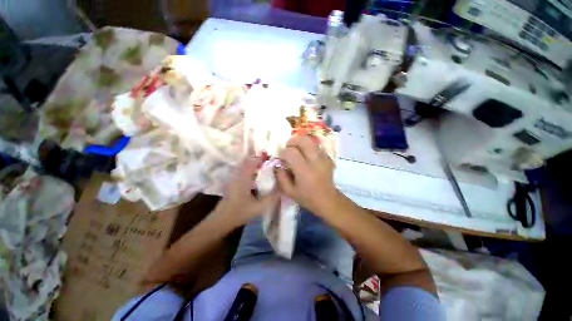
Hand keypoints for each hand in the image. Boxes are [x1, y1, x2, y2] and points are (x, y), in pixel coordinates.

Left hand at [215, 157, 278, 225]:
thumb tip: (282, 191)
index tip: (270, 159)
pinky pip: (241, 171)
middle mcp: (237, 176)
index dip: (260, 159)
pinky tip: (254, 176)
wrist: (221, 220)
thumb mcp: (258, 208)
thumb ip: (271, 199)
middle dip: (257, 160)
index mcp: (243, 179)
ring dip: (252, 164)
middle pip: (246, 162)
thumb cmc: (240, 213)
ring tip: (263, 168)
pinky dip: (248, 170)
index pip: (251, 163)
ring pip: (243, 166)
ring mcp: (233, 179)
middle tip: (267, 163)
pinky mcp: (232, 183)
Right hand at [276, 135, 340, 214]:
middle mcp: (315, 161)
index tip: (281, 158)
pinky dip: (309, 148)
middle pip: (303, 140)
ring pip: (311, 141)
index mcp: (304, 171)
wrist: (328, 200)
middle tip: (288, 148)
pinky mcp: (328, 158)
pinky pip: (316, 146)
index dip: (283, 152)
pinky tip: (306, 157)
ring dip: (301, 144)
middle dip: (293, 141)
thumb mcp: (289, 191)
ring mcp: (324, 158)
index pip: (291, 152)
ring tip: (297, 152)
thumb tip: (277, 164)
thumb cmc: (307, 198)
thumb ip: (280, 176)